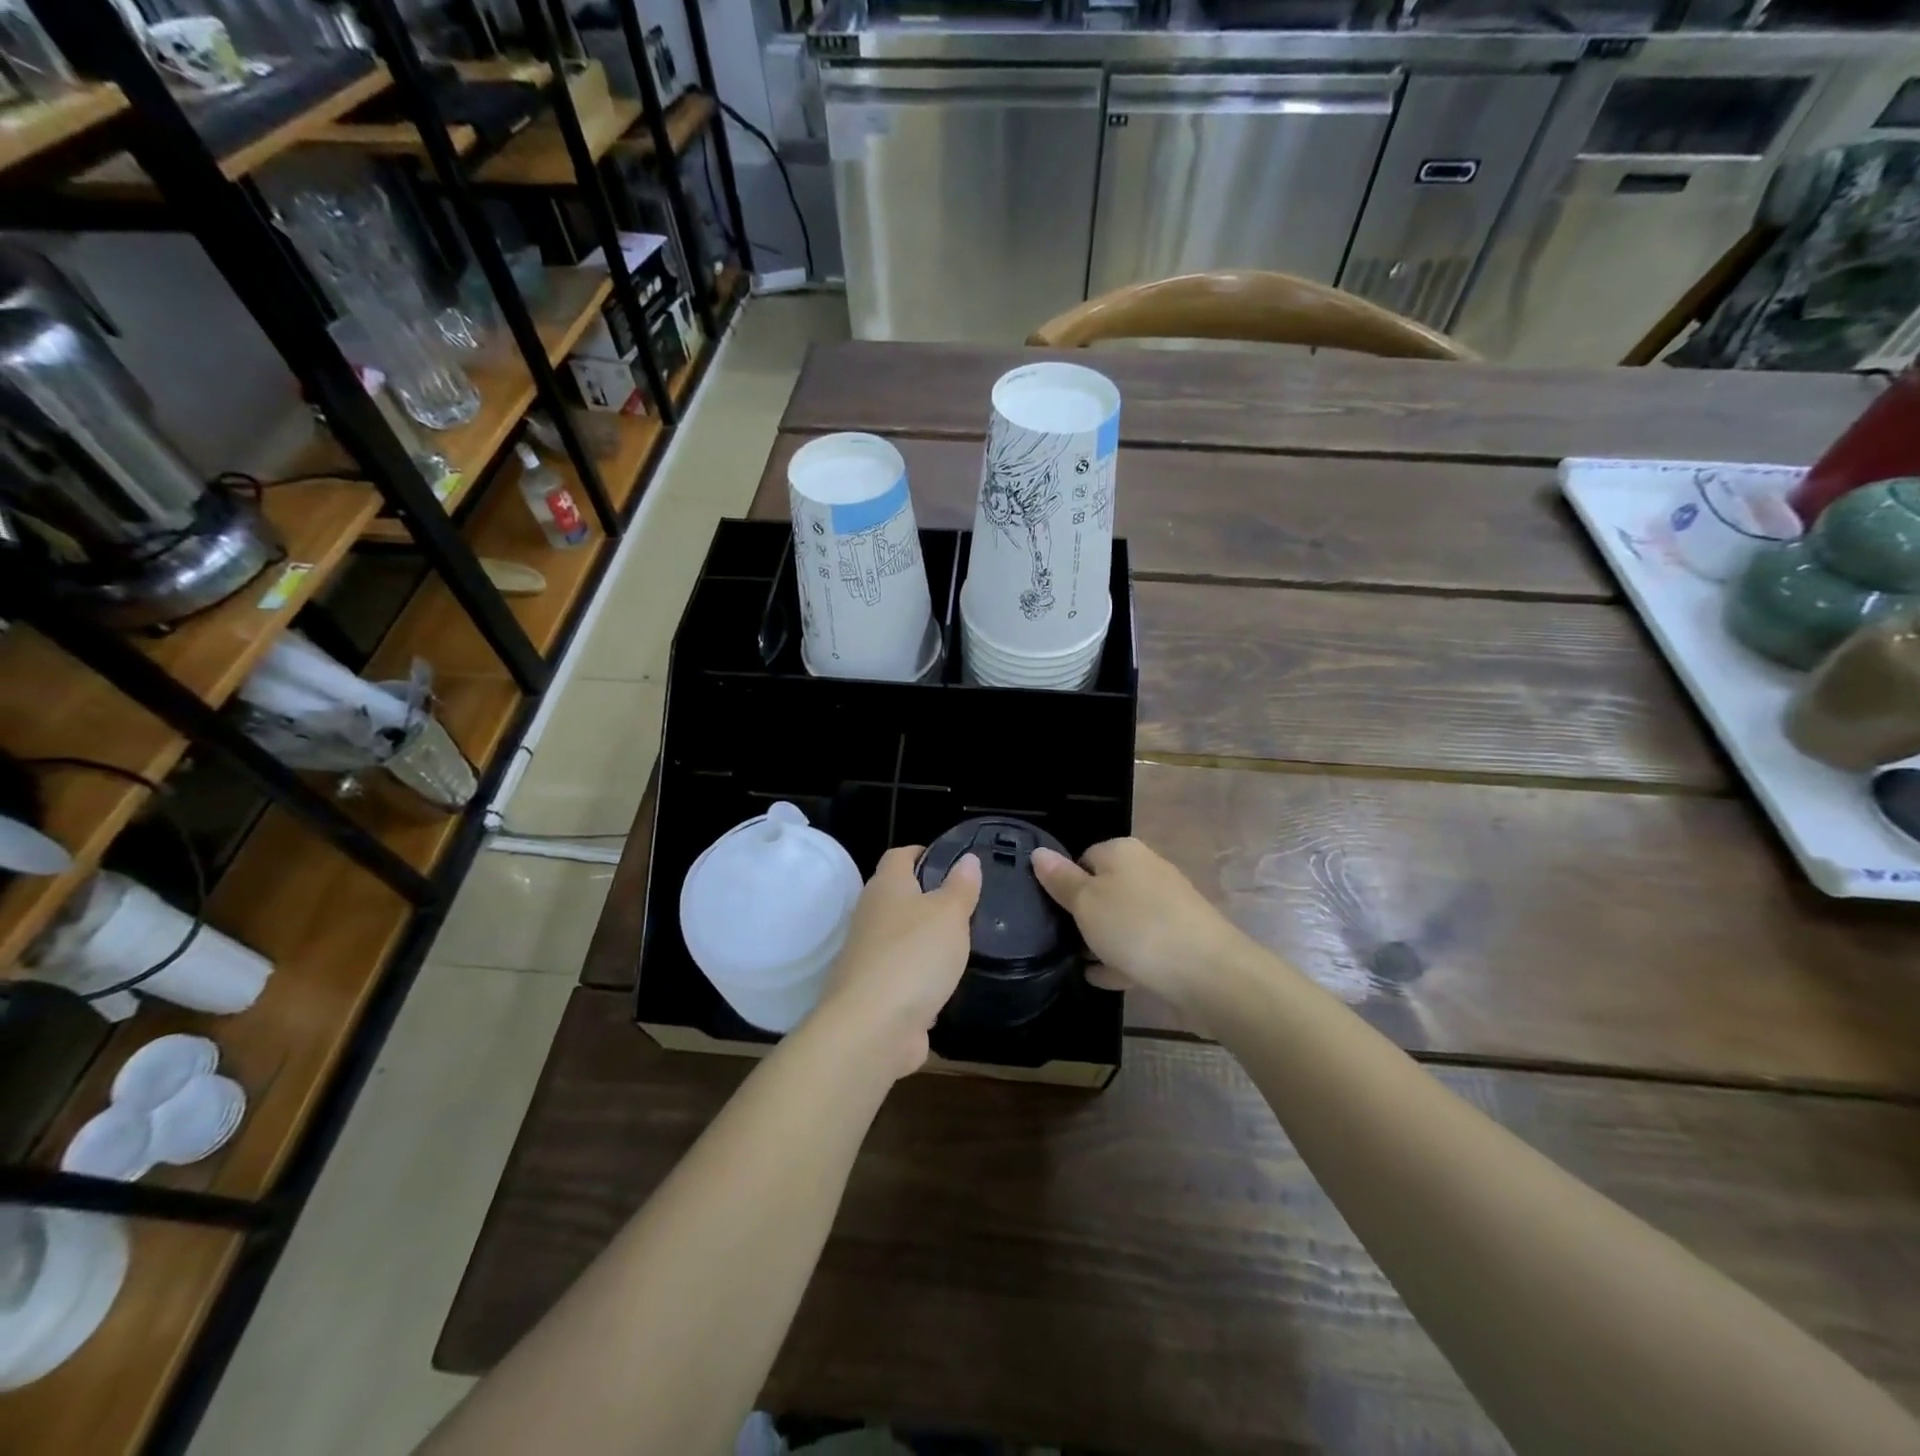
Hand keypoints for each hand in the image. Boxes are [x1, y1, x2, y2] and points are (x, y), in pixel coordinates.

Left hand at [812, 846, 981, 1078]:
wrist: (872, 1028)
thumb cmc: (914, 956)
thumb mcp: (949, 914)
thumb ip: (961, 887)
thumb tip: (967, 858)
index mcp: (886, 887)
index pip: (900, 855)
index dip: (924, 853)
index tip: (953, 862)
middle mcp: (870, 915)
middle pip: (898, 896)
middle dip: (929, 898)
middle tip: (967, 904)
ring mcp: (868, 955)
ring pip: (901, 937)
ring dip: (925, 940)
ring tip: (962, 943)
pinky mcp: (873, 991)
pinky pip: (902, 974)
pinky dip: (921, 977)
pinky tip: (945, 983)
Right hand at [1032, 838, 1252, 1022]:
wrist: (1209, 973)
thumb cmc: (1136, 927)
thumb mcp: (1086, 902)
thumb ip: (1060, 879)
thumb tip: (1038, 852)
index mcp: (1122, 851)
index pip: (1083, 857)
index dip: (1065, 883)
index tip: (1053, 911)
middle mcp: (1147, 869)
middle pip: (1104, 887)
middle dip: (1084, 914)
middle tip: (1063, 939)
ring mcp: (1167, 904)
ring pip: (1123, 917)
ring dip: (1103, 939)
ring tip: (1079, 962)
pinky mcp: (1180, 936)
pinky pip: (1142, 944)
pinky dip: (1123, 958)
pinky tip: (1105, 978)